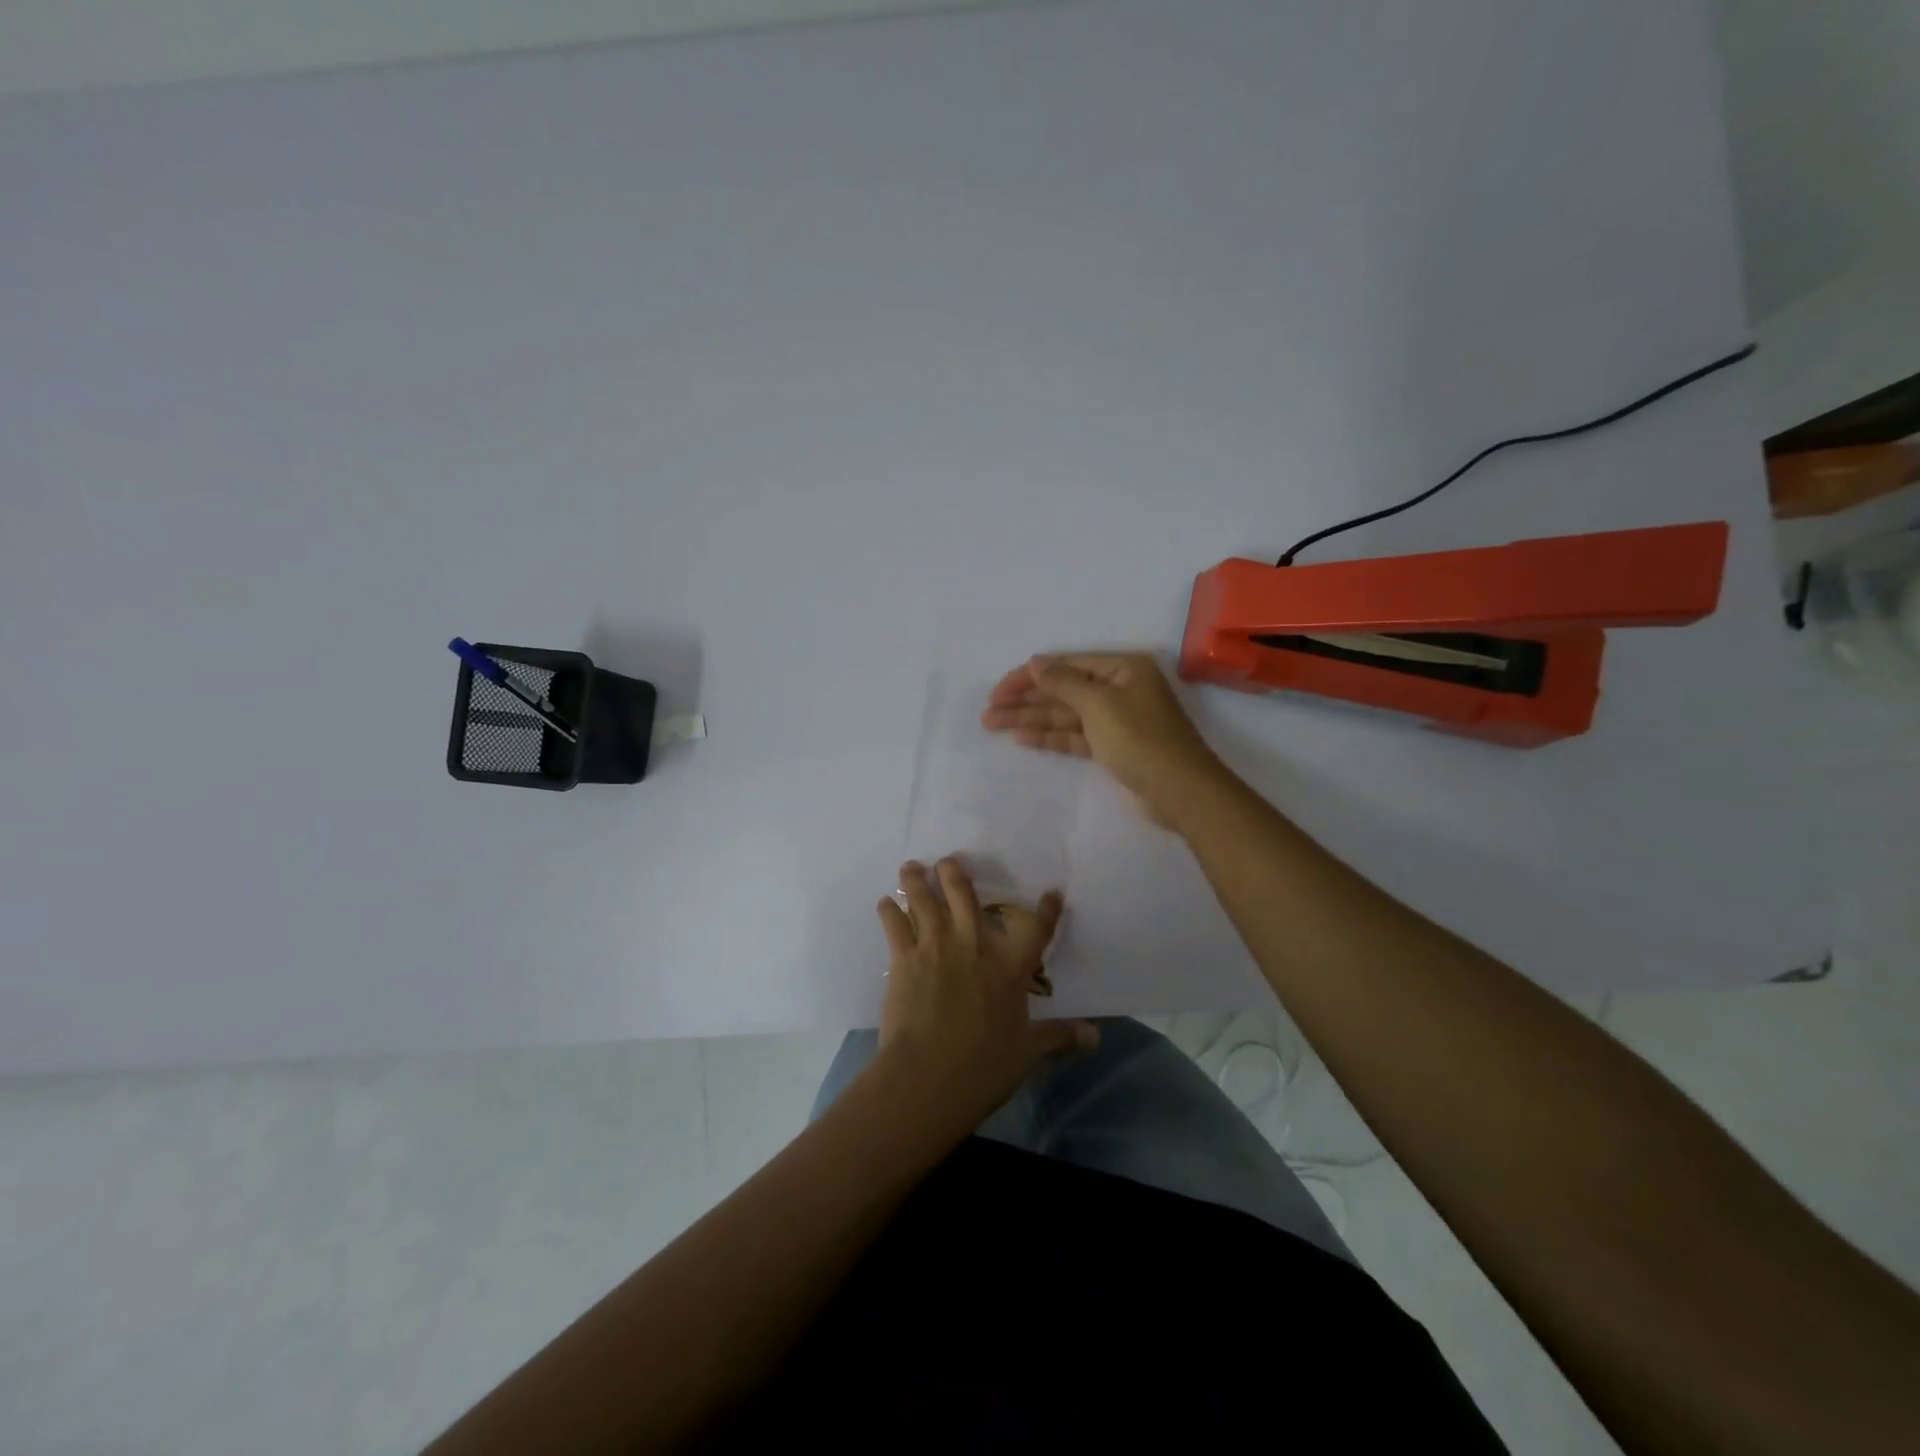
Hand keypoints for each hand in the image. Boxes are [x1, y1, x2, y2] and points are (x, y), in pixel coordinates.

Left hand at [875, 859, 1096, 1126]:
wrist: (928, 1077)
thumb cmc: (983, 1066)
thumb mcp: (1028, 1052)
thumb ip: (1059, 1038)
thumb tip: (1096, 1038)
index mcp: (1010, 966)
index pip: (1036, 929)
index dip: (1046, 910)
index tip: (1051, 892)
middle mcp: (974, 945)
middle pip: (965, 894)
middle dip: (955, 873)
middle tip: (948, 861)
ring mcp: (936, 946)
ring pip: (925, 900)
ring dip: (917, 881)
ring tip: (910, 867)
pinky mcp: (904, 958)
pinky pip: (895, 925)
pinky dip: (889, 911)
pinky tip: (884, 904)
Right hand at [981, 654, 1223, 828]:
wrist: (1179, 790)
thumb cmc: (1140, 738)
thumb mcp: (1099, 703)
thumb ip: (1062, 682)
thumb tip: (1035, 662)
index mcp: (1122, 668)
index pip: (1067, 665)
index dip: (1030, 676)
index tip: (1000, 689)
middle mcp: (1118, 689)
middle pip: (1063, 690)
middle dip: (1026, 699)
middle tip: (988, 710)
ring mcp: (1115, 720)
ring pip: (1065, 715)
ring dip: (1030, 719)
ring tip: (992, 724)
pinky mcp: (1112, 748)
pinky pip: (1074, 736)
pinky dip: (1049, 737)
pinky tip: (1021, 738)